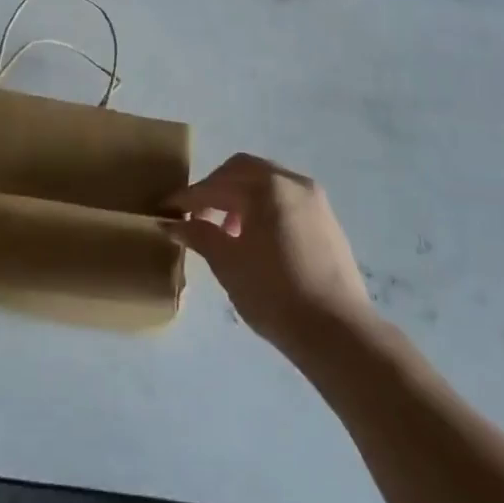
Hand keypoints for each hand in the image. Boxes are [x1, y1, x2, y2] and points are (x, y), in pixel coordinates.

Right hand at [169, 154, 375, 352]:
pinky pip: (285, 200)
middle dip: (215, 188)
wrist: (337, 331)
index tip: (166, 210)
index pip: (216, 185)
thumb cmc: (273, 292)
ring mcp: (314, 200)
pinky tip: (254, 239)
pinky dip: (263, 208)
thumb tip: (172, 223)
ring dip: (240, 198)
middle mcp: (292, 182)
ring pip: (267, 184)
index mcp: (266, 186)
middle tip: (195, 214)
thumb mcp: (227, 263)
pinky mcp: (327, 221)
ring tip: (225, 230)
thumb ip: (199, 235)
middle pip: (243, 171)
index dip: (188, 197)